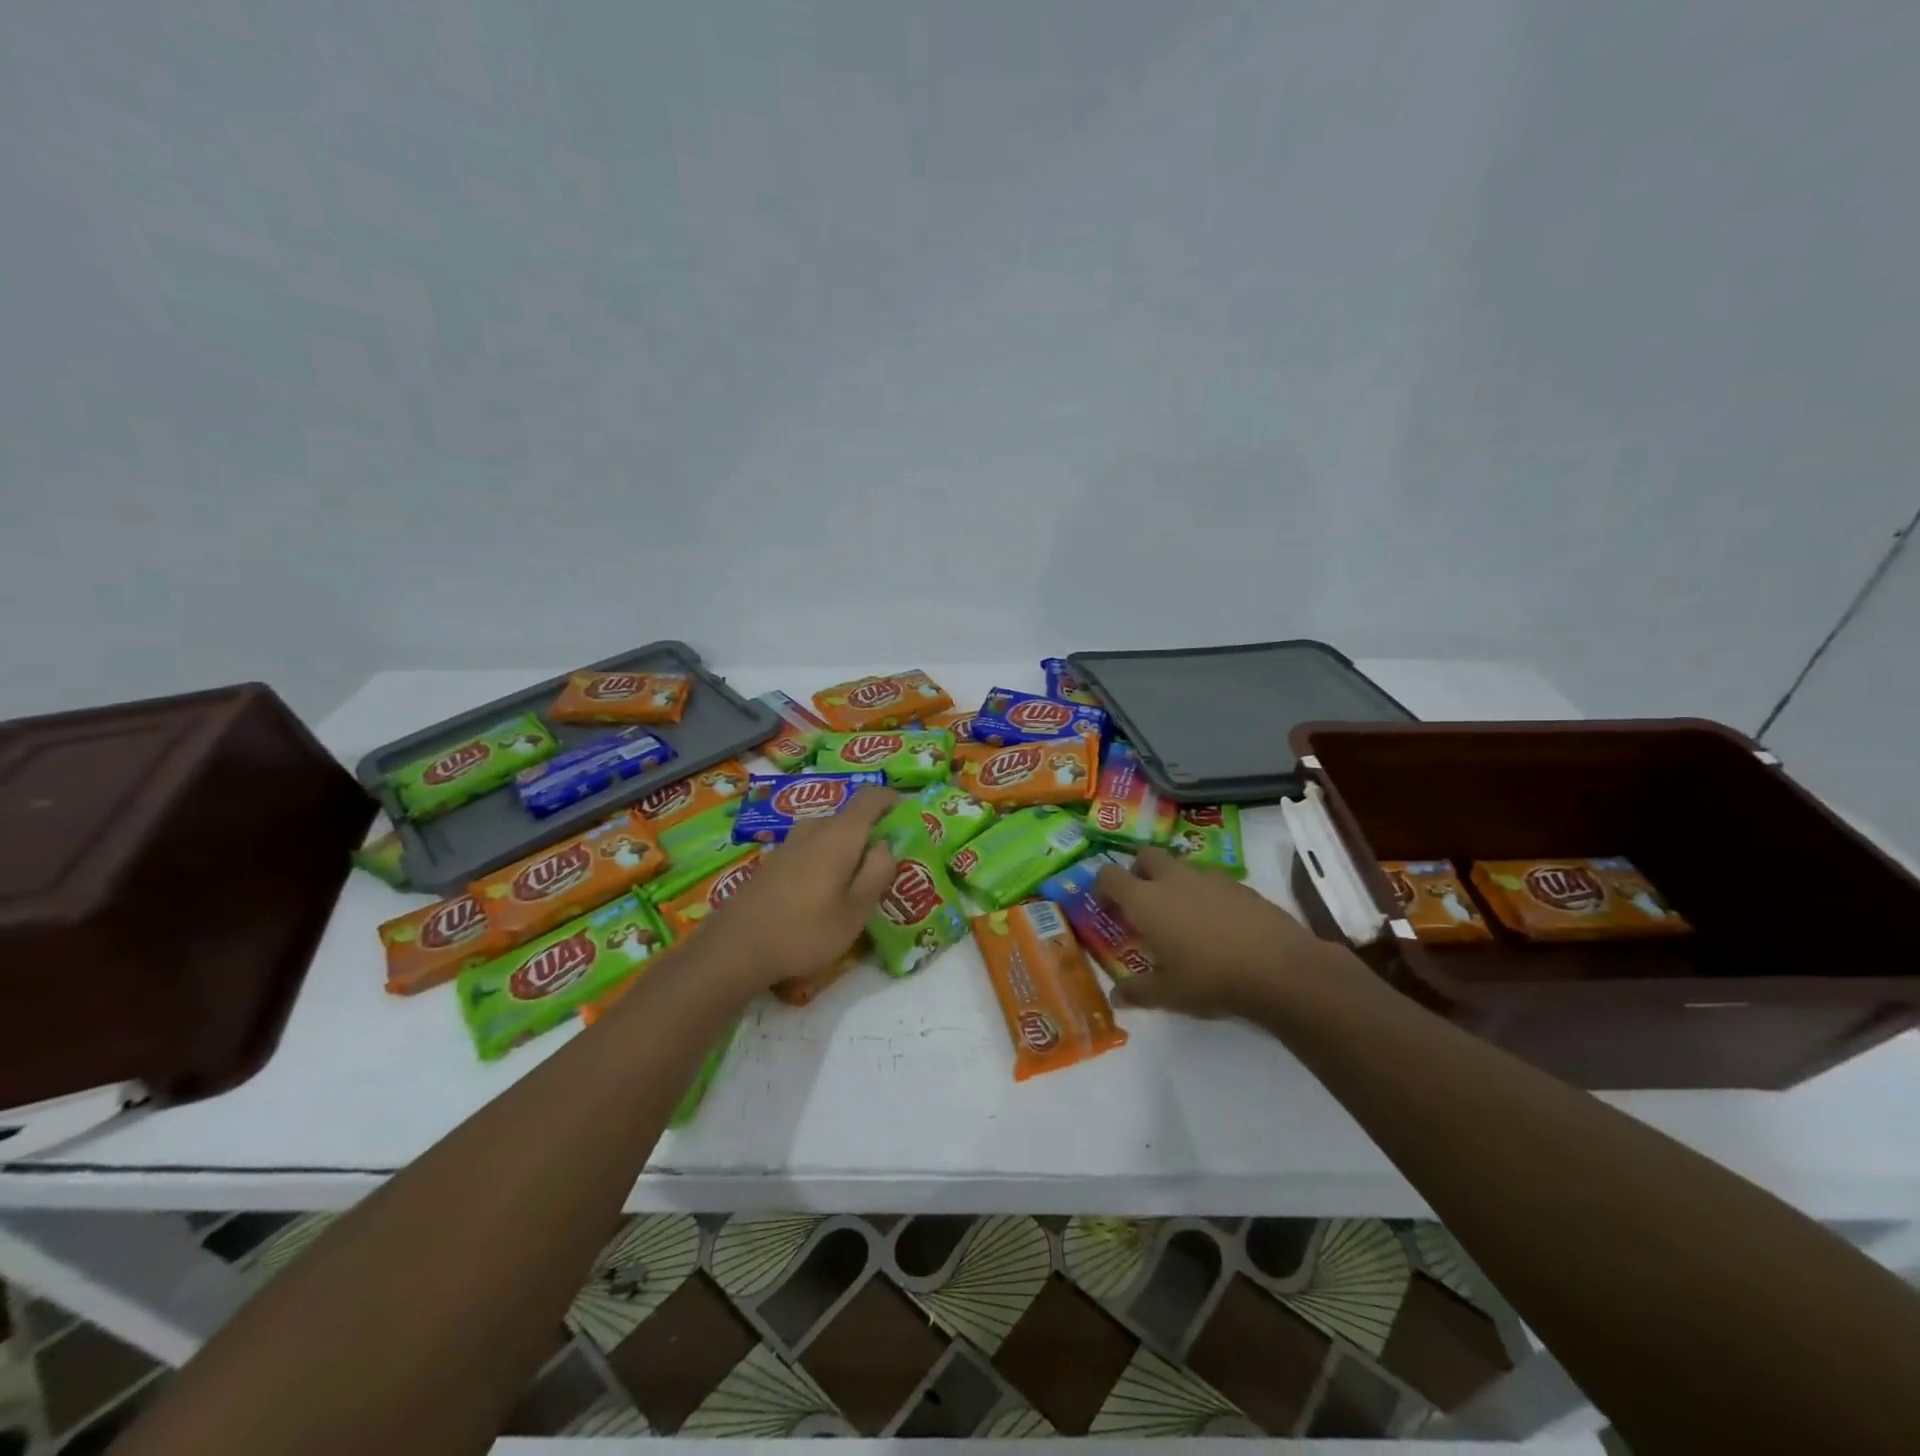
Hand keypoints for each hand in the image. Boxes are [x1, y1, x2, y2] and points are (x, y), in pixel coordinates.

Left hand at [699, 786, 898, 988]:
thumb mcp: (856, 911)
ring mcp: (788, 844)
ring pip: (827, 834)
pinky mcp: (772, 862)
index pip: (870, 796)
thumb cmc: (805, 931)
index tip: (906, 816)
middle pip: (849, 817)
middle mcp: (813, 829)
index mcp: (839, 834)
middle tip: (884, 866)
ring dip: (845, 850)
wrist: (735, 948)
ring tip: (854, 883)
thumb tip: (885, 845)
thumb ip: (877, 873)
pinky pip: (809, 849)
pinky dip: (824, 861)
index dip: (891, 799)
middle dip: (870, 834)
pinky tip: (822, 894)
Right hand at [1094, 846, 1351, 1018]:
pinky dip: (1206, 895)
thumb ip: (1138, 991)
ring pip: (1181, 866)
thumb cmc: (1210, 979)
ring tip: (1183, 918)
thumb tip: (1116, 997)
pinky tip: (1219, 926)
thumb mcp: (1168, 994)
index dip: (1102, 887)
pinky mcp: (1241, 885)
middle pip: (1145, 856)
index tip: (1106, 906)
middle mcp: (1173, 879)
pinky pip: (1212, 881)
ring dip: (1174, 882)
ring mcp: (1209, 878)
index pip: (1109, 875)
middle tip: (1143, 903)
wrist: (1280, 969)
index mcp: (1146, 900)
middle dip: (1138, 872)